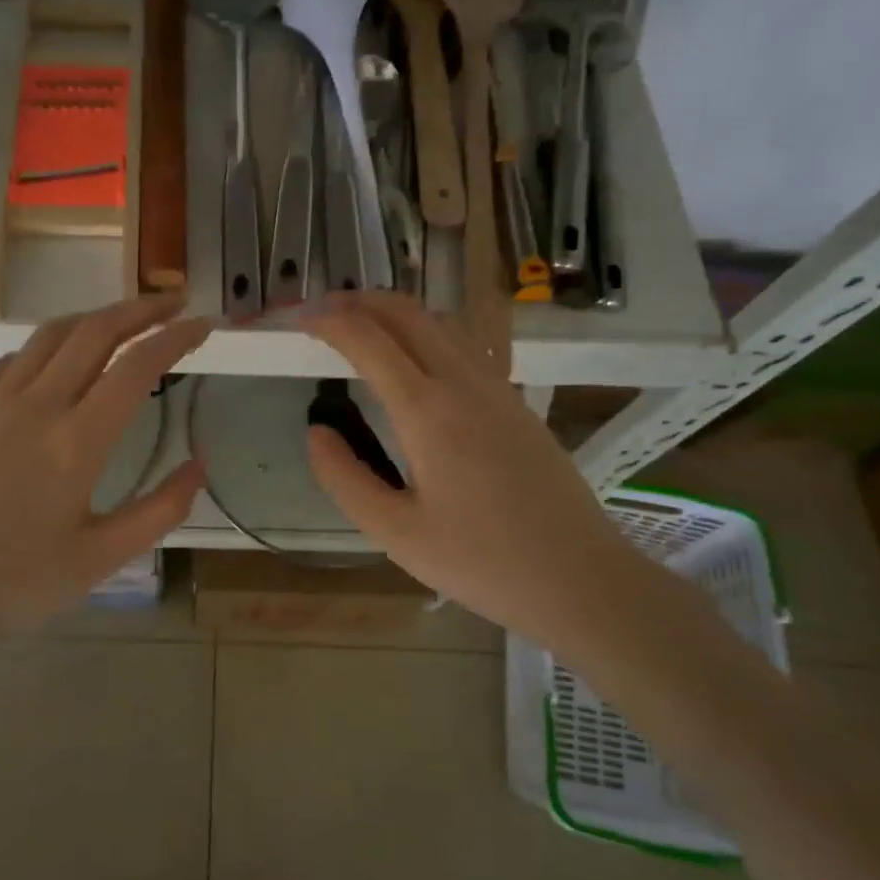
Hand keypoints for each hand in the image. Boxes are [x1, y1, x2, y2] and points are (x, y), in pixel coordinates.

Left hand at [0, 294, 211, 636]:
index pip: (137, 367)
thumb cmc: (15, 580)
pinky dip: (47, 345)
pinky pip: (12, 359)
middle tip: (174, 303)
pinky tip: (56, 359)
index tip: (203, 325)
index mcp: (78, 440)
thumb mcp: (102, 559)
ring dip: (94, 317)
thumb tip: (200, 464)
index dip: (176, 338)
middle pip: (95, 331)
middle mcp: (38, 405)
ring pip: (51, 334)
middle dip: (141, 309)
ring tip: (123, 319)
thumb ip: (160, 510)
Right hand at [300, 291, 649, 654]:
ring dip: (395, 311)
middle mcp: (464, 383)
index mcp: (428, 411)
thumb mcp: (395, 532)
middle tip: (321, 310)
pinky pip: (464, 344)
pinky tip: (413, 359)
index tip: (299, 321)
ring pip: (441, 322)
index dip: (328, 320)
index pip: (369, 340)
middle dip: (358, 301)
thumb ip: (345, 477)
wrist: (581, 578)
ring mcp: (497, 388)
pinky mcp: (516, 403)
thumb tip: (316, 431)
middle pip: (408, 313)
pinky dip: (425, 331)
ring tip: (360, 326)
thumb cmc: (481, 562)